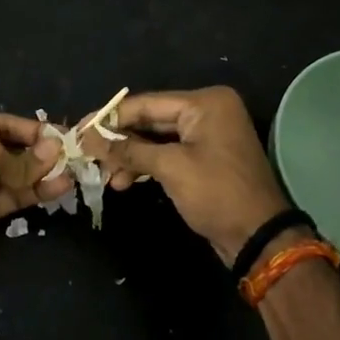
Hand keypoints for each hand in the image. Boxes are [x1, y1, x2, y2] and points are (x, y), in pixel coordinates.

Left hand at [0, 114, 64, 293]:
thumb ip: (20, 154)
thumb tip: (54, 150)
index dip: (29, 128)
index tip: (60, 133)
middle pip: (7, 148)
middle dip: (37, 151)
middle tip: (70, 154)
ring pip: (12, 174)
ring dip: (40, 172)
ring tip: (71, 171)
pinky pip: (12, 196)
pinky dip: (34, 192)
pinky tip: (59, 187)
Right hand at [87, 87, 290, 263]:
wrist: (259, 237)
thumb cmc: (217, 194)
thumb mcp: (170, 168)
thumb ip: (128, 150)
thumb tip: (88, 139)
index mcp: (205, 103)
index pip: (146, 104)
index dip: (110, 118)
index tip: (80, 130)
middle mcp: (208, 111)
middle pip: (150, 120)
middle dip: (119, 140)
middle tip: (87, 154)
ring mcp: (207, 134)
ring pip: (156, 139)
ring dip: (130, 157)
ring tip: (105, 177)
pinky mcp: (204, 157)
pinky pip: (167, 153)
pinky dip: (146, 165)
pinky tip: (123, 181)